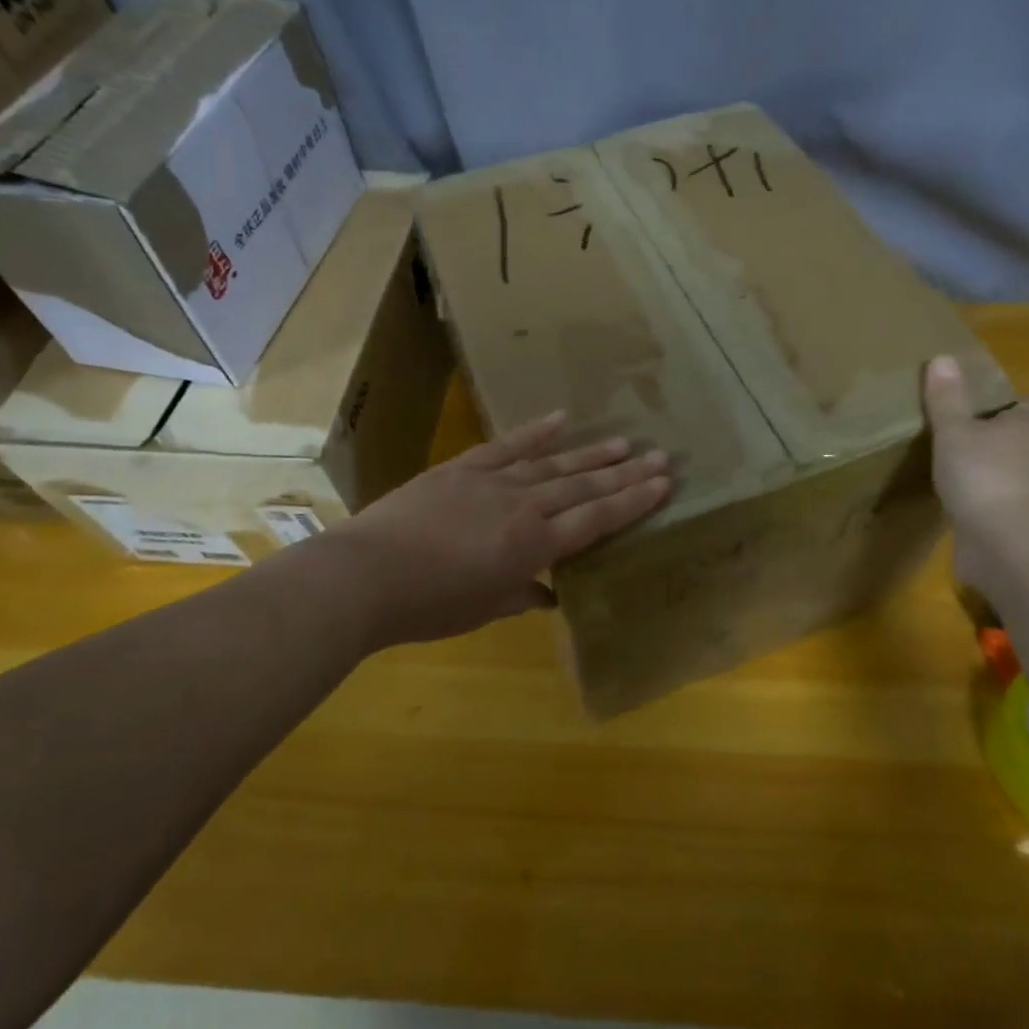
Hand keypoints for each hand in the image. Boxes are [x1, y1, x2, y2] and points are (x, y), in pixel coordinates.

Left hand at [332, 411, 670, 648]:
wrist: (365, 575)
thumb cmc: (427, 606)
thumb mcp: (481, 609)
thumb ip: (518, 595)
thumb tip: (546, 594)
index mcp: (532, 547)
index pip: (595, 520)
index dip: (632, 502)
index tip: (663, 484)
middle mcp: (523, 508)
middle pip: (583, 487)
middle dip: (624, 473)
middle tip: (660, 456)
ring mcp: (492, 482)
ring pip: (552, 464)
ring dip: (590, 453)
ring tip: (624, 441)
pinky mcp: (461, 469)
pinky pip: (505, 446)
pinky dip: (534, 432)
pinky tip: (560, 419)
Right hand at [921, 356, 1028, 591]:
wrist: (1008, 546)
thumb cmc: (984, 476)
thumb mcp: (956, 431)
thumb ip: (946, 399)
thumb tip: (942, 357)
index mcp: (1026, 426)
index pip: (1020, 405)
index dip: (996, 401)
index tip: (966, 400)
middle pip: (1006, 438)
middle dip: (982, 435)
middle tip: (941, 428)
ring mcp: (1020, 492)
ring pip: (994, 471)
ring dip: (973, 469)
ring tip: (934, 460)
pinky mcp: (1004, 522)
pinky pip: (983, 501)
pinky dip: (967, 498)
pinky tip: (940, 496)